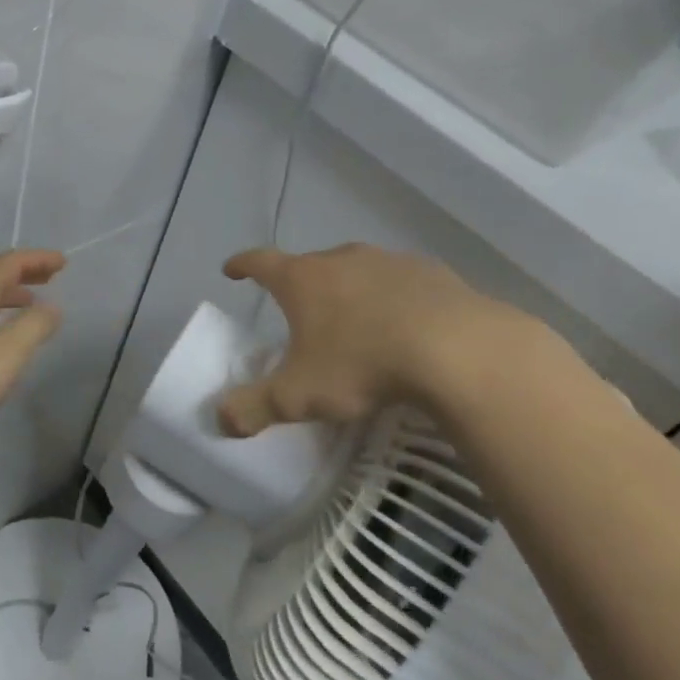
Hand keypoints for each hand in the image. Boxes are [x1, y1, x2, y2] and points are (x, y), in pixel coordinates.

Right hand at [216, 243, 539, 436]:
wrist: (459, 350)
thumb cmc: (363, 365)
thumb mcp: (299, 396)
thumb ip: (254, 408)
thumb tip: (220, 419)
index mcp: (303, 280)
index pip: (260, 262)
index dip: (242, 266)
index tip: (231, 270)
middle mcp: (343, 259)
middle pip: (311, 264)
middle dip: (300, 284)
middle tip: (299, 311)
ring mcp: (390, 262)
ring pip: (358, 271)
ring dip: (349, 290)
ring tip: (354, 320)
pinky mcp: (434, 274)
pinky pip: (402, 283)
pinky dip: (394, 299)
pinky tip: (406, 326)